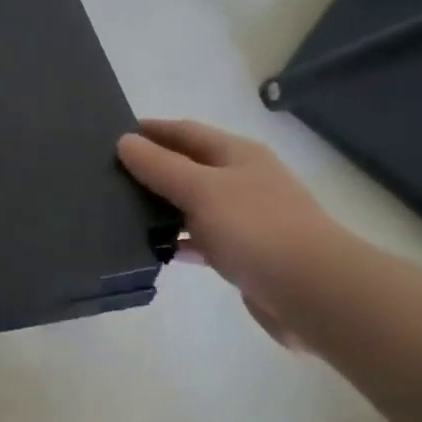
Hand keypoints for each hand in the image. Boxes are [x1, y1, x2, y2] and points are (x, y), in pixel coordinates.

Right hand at [118, 120, 348, 348]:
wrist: (312, 291)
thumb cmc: (256, 228)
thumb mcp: (201, 190)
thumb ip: (160, 167)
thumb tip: (124, 142)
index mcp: (237, 154)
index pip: (186, 132)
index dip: (153, 130)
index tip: (114, 134)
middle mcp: (242, 181)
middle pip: (189, 167)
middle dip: (152, 169)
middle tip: (108, 176)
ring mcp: (244, 218)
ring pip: (192, 205)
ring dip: (162, 207)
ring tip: (120, 212)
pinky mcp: (242, 253)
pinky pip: (201, 239)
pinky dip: (178, 241)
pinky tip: (154, 249)